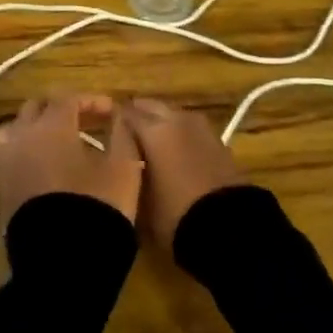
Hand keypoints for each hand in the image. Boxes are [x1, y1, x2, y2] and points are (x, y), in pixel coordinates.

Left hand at [0, 94, 142, 225]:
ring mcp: (7, 164)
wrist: (62, 260)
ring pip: (15, 129)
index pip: (68, 98)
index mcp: (52, 126)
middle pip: (36, 108)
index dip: (91, 100)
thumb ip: (122, 135)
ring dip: (36, 128)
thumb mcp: (123, 167)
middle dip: (60, 108)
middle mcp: (23, 137)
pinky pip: (10, 156)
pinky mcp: (2, 190)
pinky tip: (46, 165)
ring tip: (59, 141)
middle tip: (85, 120)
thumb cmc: (97, 206)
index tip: (111, 112)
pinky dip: (26, 150)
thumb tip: (118, 118)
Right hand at [116, 98, 242, 249]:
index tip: (104, 133)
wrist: (228, 226)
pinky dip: (181, 135)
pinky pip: (192, 129)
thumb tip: (123, 165)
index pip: (126, 113)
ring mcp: (201, 128)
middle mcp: (176, 120)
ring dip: (162, 123)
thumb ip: (128, 175)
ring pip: (174, 115)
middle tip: (127, 135)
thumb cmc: (175, 214)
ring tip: (152, 144)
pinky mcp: (219, 141)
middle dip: (139, 116)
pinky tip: (177, 153)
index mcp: (153, 130)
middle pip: (152, 107)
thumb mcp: (141, 202)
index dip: (114, 122)